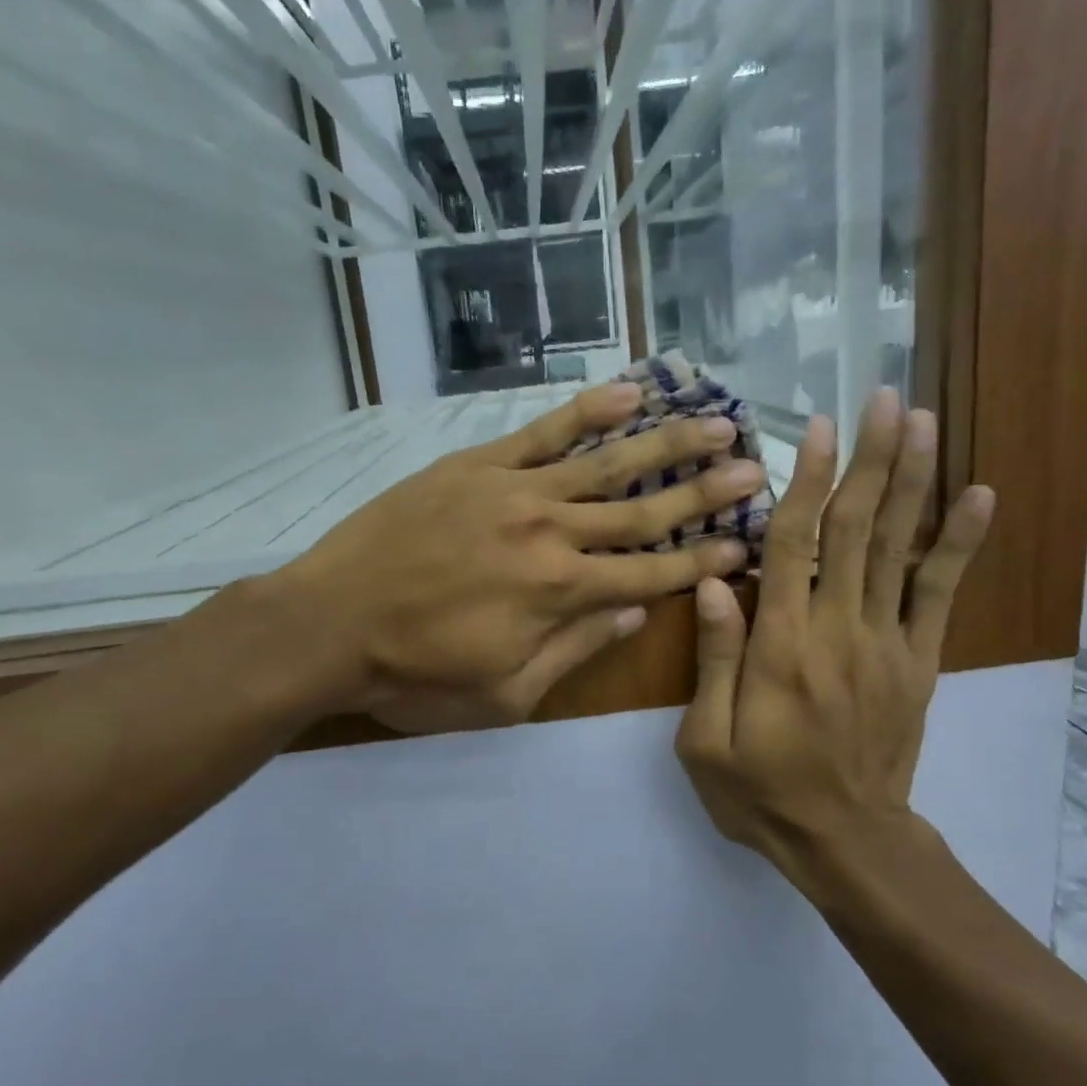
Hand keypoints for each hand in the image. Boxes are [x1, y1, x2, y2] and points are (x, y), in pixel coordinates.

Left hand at [289, 381, 761, 731]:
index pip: (654, 571)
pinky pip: (542, 432)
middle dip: (705, 492)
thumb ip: (577, 648)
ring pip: (605, 462)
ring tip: (716, 420)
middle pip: (644, 510)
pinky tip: (629, 392)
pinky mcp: (476, 465)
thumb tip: (637, 609)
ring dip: (666, 442)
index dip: (705, 558)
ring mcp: (514, 490)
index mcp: (562, 594)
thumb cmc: (416, 676)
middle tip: (758, 467)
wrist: (328, 625)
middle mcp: (551, 533)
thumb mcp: (506, 694)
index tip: (749, 541)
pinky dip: (587, 411)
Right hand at [675, 390, 993, 900]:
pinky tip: (978, 496)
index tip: (818, 428)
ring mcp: (886, 643)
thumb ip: (715, 658)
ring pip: (899, 549)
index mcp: (781, 646)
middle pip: (855, 531)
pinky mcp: (918, 661)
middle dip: (871, 460)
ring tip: (925, 423)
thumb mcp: (706, 741)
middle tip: (885, 398)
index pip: (792, 547)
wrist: (845, 841)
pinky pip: (940, 594)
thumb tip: (712, 581)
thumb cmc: (761, 792)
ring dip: (913, 482)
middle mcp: (837, 630)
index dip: (805, 482)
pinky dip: (959, 543)